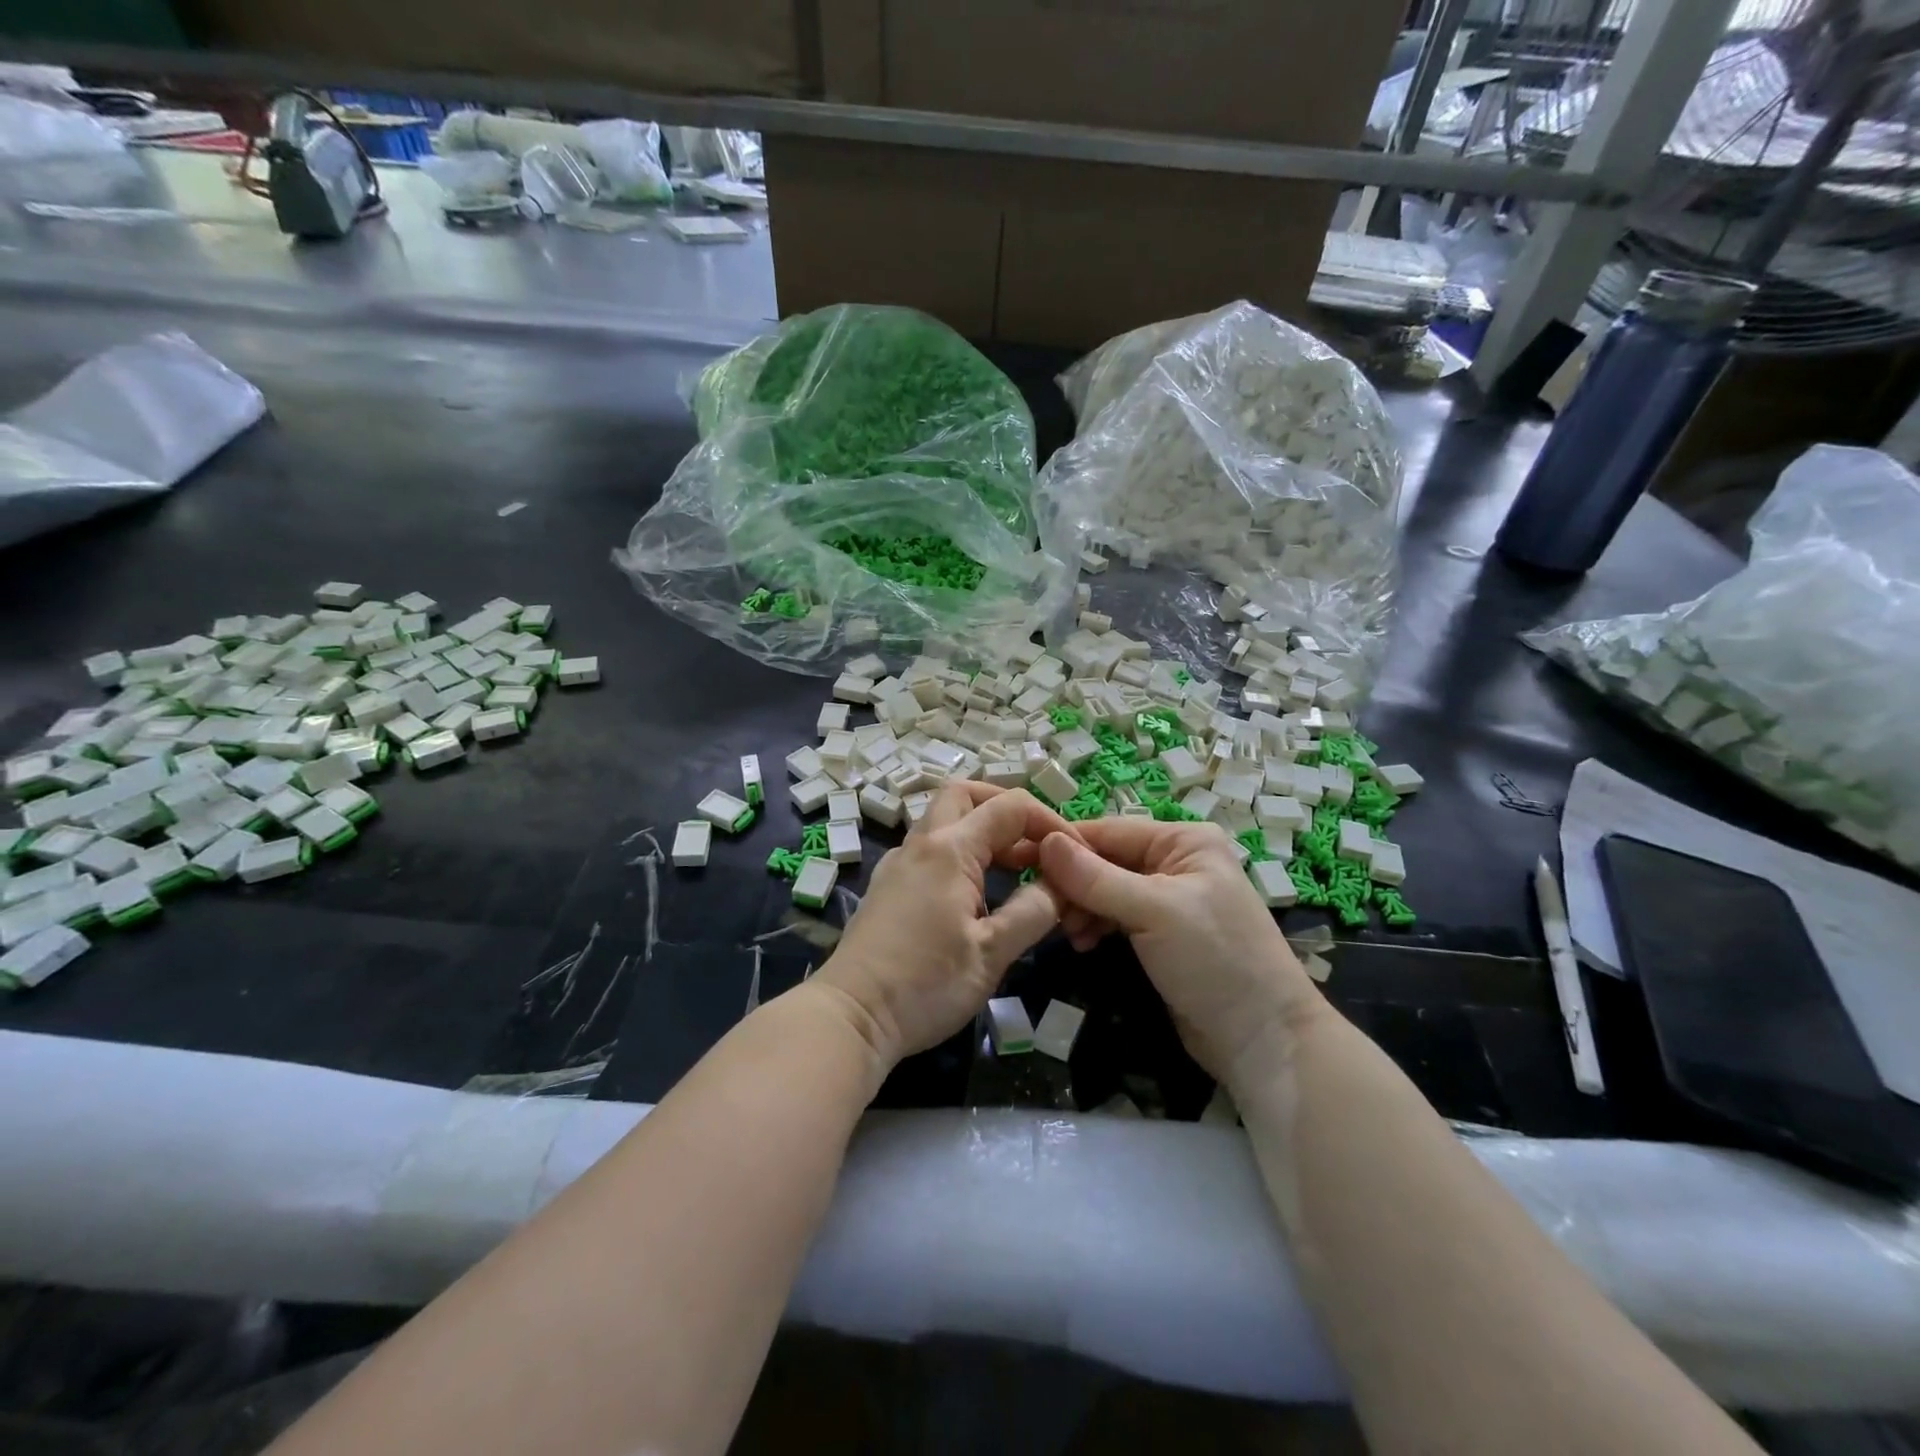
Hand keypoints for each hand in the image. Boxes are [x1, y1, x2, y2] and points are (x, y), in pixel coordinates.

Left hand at [814, 784, 1069, 1066]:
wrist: (852, 1017)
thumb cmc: (925, 984)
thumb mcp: (992, 954)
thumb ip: (1033, 911)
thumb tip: (1062, 885)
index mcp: (950, 849)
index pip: (1009, 807)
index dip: (1050, 821)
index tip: (1075, 853)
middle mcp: (921, 844)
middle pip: (965, 794)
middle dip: (1006, 808)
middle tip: (1037, 843)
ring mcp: (899, 863)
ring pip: (944, 820)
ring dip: (983, 831)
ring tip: (1018, 869)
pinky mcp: (889, 886)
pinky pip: (930, 848)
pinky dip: (961, 852)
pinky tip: (977, 891)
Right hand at [1037, 819, 1323, 1084]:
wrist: (1262, 1039)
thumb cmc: (1214, 960)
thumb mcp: (1153, 911)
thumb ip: (1095, 877)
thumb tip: (1045, 841)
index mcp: (1183, 841)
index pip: (1110, 831)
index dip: (1066, 846)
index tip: (1021, 860)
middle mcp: (1176, 861)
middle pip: (1105, 860)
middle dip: (1074, 885)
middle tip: (1045, 911)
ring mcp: (1168, 899)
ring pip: (1106, 890)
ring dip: (1082, 908)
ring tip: (1069, 935)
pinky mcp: (1161, 933)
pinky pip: (1116, 916)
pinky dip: (1096, 926)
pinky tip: (1082, 943)